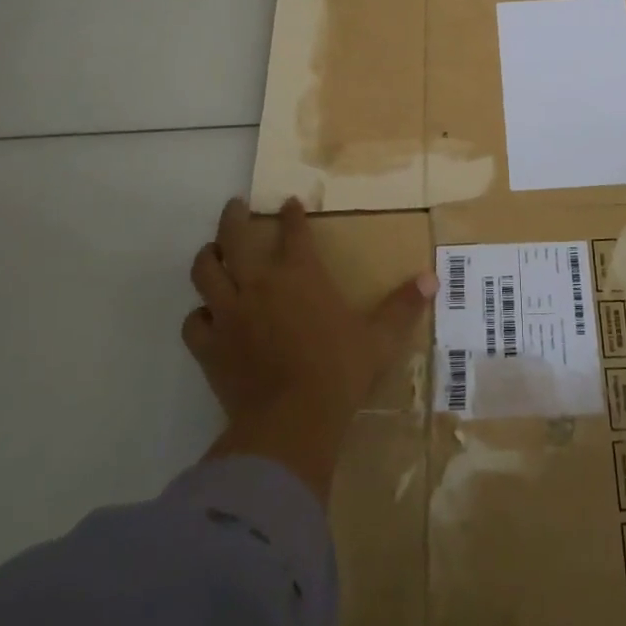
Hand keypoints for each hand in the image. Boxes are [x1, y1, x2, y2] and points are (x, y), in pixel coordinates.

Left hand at [184, 197, 435, 499]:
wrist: (292, 422)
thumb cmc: (339, 372)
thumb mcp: (380, 339)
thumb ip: (403, 306)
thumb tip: (432, 278)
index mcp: (301, 275)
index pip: (293, 231)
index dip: (291, 214)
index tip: (290, 203)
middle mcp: (260, 284)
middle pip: (235, 237)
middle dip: (234, 217)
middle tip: (235, 205)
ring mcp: (229, 314)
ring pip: (205, 272)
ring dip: (208, 256)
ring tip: (211, 250)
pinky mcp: (209, 347)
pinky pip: (193, 322)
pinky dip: (198, 314)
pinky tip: (206, 315)